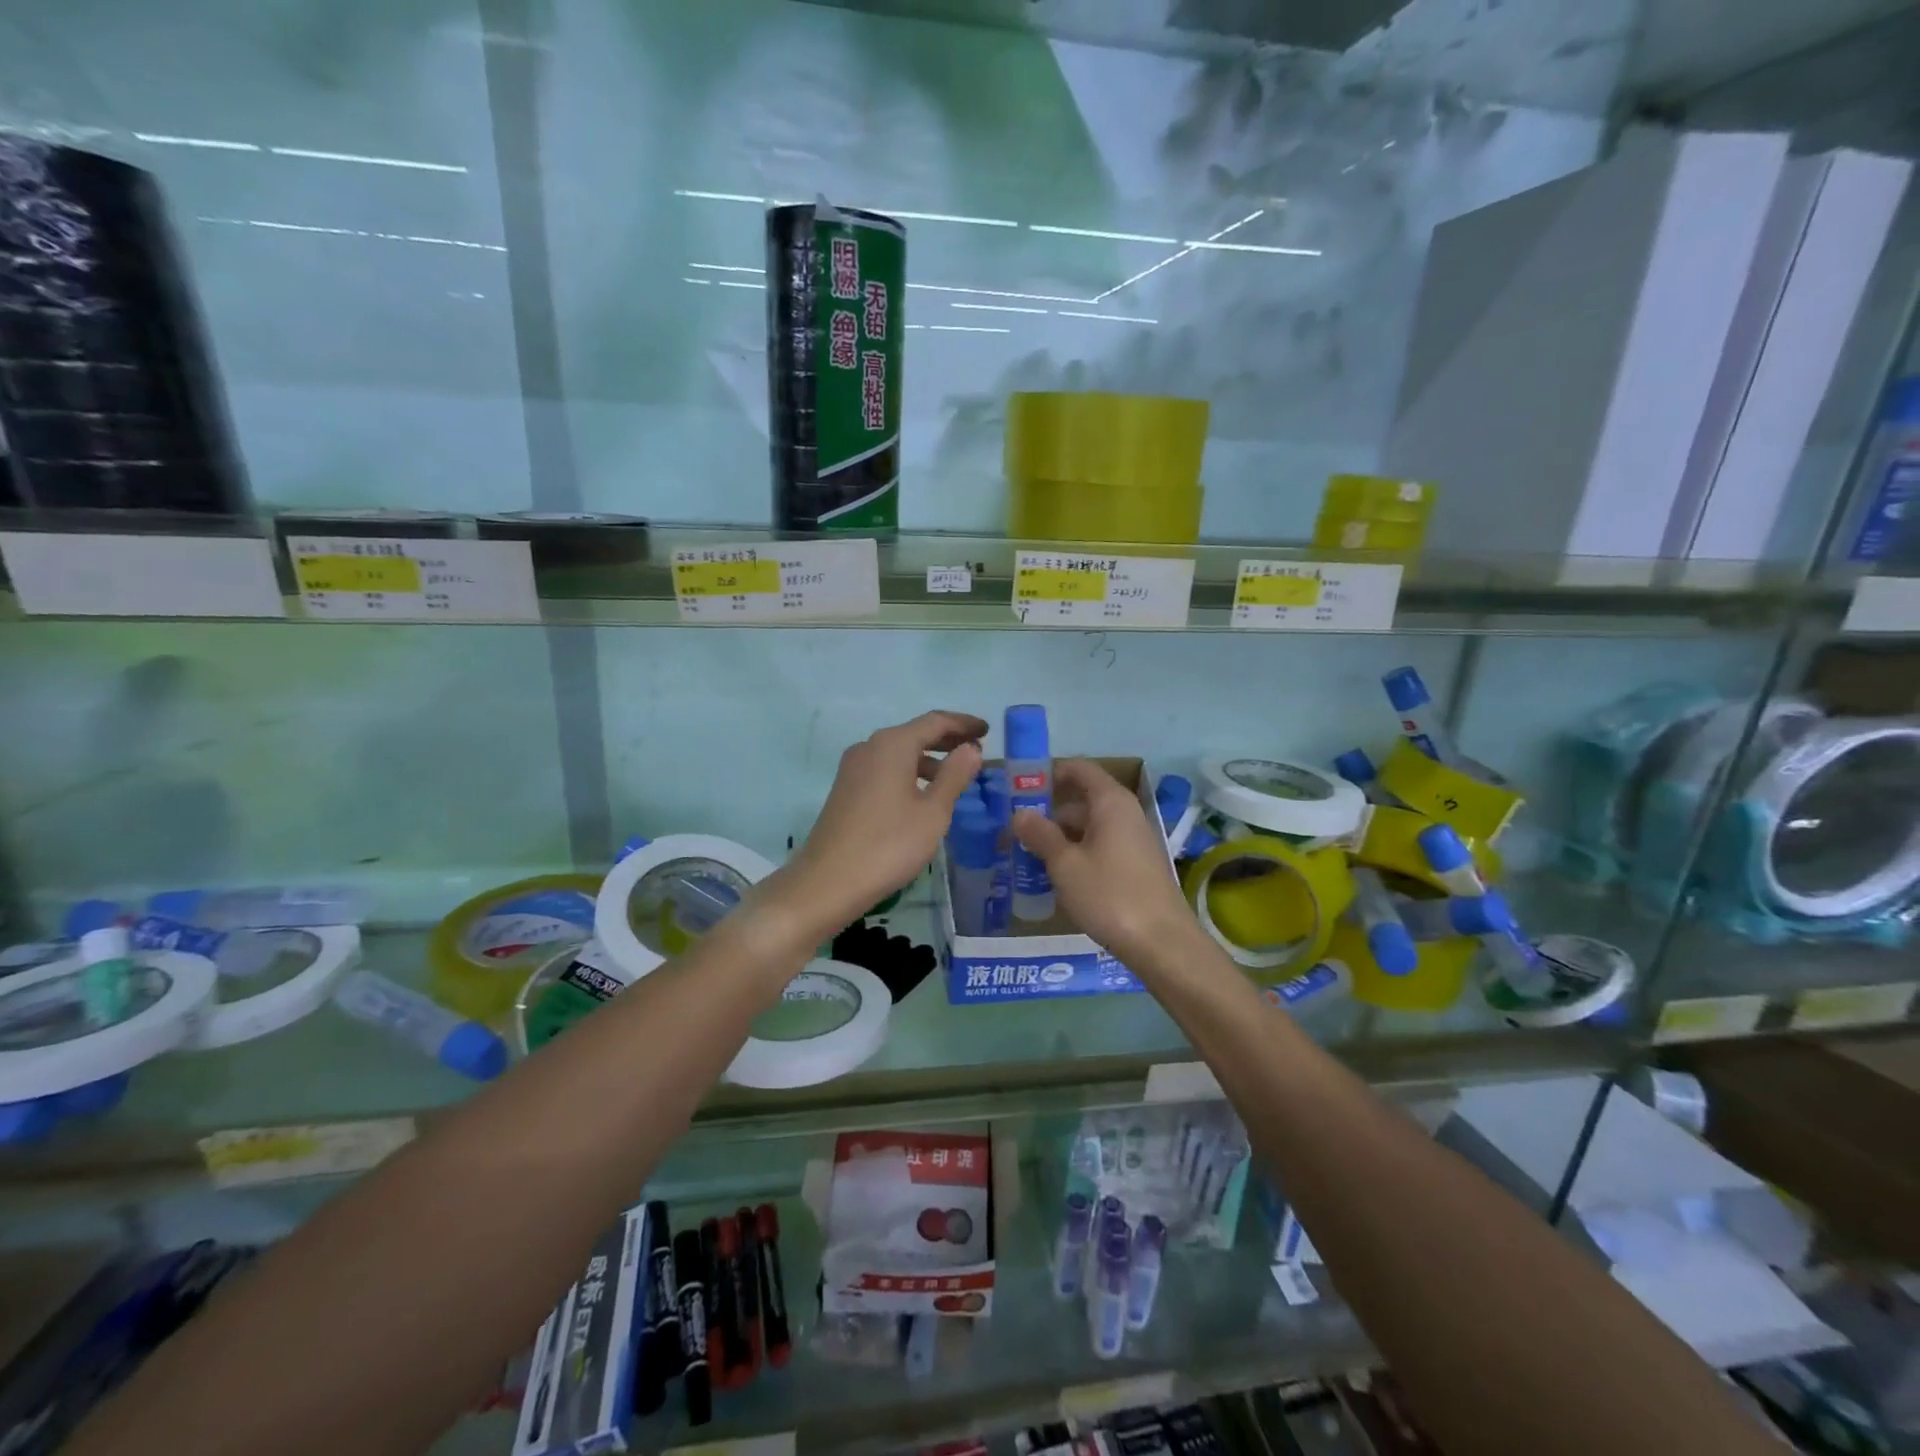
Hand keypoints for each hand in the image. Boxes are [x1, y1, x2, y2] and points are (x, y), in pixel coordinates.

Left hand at [781, 710, 985, 935]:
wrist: (827, 882)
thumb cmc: (889, 845)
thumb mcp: (933, 812)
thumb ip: (954, 776)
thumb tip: (970, 749)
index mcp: (892, 744)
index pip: (935, 721)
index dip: (964, 724)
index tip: (987, 730)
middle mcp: (870, 747)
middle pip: (915, 733)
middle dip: (947, 739)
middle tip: (976, 749)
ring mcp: (853, 768)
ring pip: (899, 753)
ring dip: (929, 759)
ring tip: (956, 775)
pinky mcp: (846, 789)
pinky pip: (885, 769)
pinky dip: (910, 773)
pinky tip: (923, 795)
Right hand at [1012, 759, 1200, 970]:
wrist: (1162, 942)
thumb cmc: (1109, 895)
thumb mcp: (1065, 864)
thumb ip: (1041, 834)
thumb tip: (1020, 813)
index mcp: (1110, 802)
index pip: (1079, 769)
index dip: (1050, 773)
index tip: (1020, 790)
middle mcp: (1125, 813)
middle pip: (1082, 799)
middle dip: (1049, 813)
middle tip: (1016, 832)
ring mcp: (1134, 840)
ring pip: (1090, 827)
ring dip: (1061, 838)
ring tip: (1029, 858)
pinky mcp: (1137, 866)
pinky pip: (1101, 847)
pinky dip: (1078, 854)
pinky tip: (1058, 878)